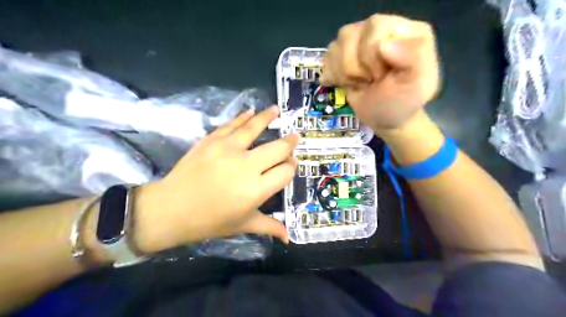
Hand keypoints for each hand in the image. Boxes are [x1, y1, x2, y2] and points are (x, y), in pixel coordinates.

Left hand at [132, 107, 299, 253]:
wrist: (171, 209)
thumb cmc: (209, 221)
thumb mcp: (243, 225)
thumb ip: (269, 226)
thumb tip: (288, 237)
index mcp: (256, 190)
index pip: (285, 171)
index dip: (292, 167)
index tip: (291, 165)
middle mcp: (247, 166)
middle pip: (277, 149)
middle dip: (289, 144)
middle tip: (294, 138)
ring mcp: (228, 149)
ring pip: (255, 128)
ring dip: (268, 117)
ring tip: (277, 110)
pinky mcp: (212, 140)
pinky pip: (232, 125)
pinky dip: (244, 117)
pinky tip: (251, 111)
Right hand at [320, 14, 439, 131]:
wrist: (385, 118)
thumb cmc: (402, 102)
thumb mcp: (418, 85)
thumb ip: (413, 59)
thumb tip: (383, 44)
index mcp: (405, 29)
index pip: (375, 28)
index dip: (371, 57)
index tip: (381, 77)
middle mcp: (380, 28)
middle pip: (349, 36)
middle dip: (356, 68)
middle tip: (371, 81)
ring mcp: (359, 39)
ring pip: (335, 47)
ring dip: (344, 74)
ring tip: (361, 82)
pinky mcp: (343, 52)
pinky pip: (327, 57)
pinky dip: (333, 75)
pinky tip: (348, 82)